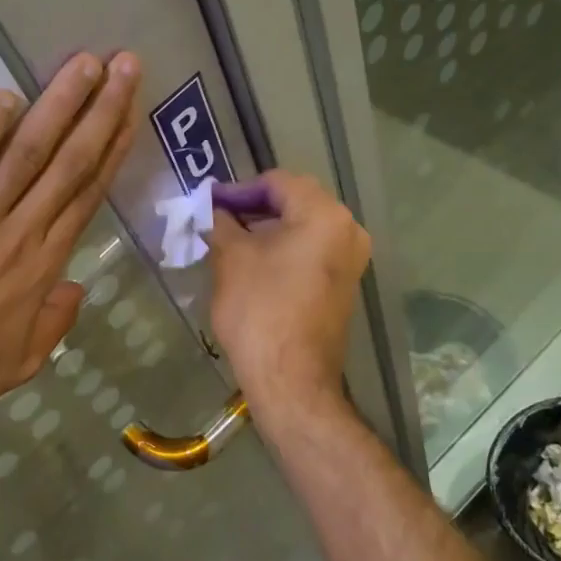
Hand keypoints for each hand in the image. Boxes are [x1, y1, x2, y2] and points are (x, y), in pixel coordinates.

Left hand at [0, 52, 141, 441]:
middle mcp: (17, 236)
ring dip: (58, 107)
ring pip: (25, 155)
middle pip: (68, 163)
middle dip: (100, 110)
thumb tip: (76, 288)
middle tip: (124, 63)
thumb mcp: (19, 364)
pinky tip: (5, 98)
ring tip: (84, 65)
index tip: (130, 110)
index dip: (111, 148)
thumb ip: (53, 324)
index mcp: (41, 268)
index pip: (86, 194)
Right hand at [207, 170, 368, 430]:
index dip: (238, 189)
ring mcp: (350, 260)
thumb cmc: (260, 310)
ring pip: (303, 227)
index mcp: (324, 215)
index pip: (277, 182)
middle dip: (253, 207)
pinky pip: (311, 251)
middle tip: (217, 218)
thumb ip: (221, 222)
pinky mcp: (343, 285)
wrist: (291, 378)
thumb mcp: (231, 258)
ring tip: (229, 240)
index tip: (209, 203)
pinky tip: (253, 262)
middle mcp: (348, 230)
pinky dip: (283, 248)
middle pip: (295, 201)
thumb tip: (213, 209)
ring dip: (267, 228)